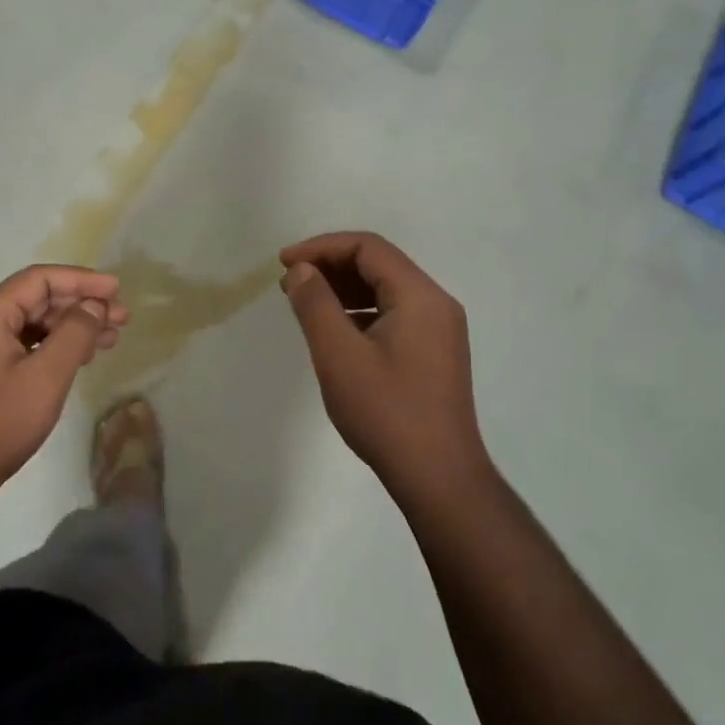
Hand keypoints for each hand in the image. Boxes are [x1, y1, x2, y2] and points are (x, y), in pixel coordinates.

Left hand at [0, 265, 128, 503]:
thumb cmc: (0, 421)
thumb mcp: (46, 375)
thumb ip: (75, 333)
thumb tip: (94, 305)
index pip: (40, 279)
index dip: (81, 280)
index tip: (116, 290)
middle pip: (40, 300)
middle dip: (82, 304)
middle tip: (122, 318)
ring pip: (38, 324)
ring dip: (76, 326)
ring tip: (113, 337)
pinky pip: (31, 346)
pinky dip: (60, 346)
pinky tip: (84, 357)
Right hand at [279, 233, 487, 496]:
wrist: (439, 477)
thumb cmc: (386, 412)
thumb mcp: (339, 355)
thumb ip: (316, 304)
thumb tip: (301, 270)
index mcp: (420, 296)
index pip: (368, 247)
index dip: (321, 247)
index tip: (284, 264)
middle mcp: (436, 304)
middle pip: (379, 264)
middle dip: (331, 266)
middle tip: (289, 283)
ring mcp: (439, 330)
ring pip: (386, 290)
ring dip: (343, 289)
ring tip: (304, 303)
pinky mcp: (434, 354)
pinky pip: (394, 315)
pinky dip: (360, 312)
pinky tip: (334, 331)